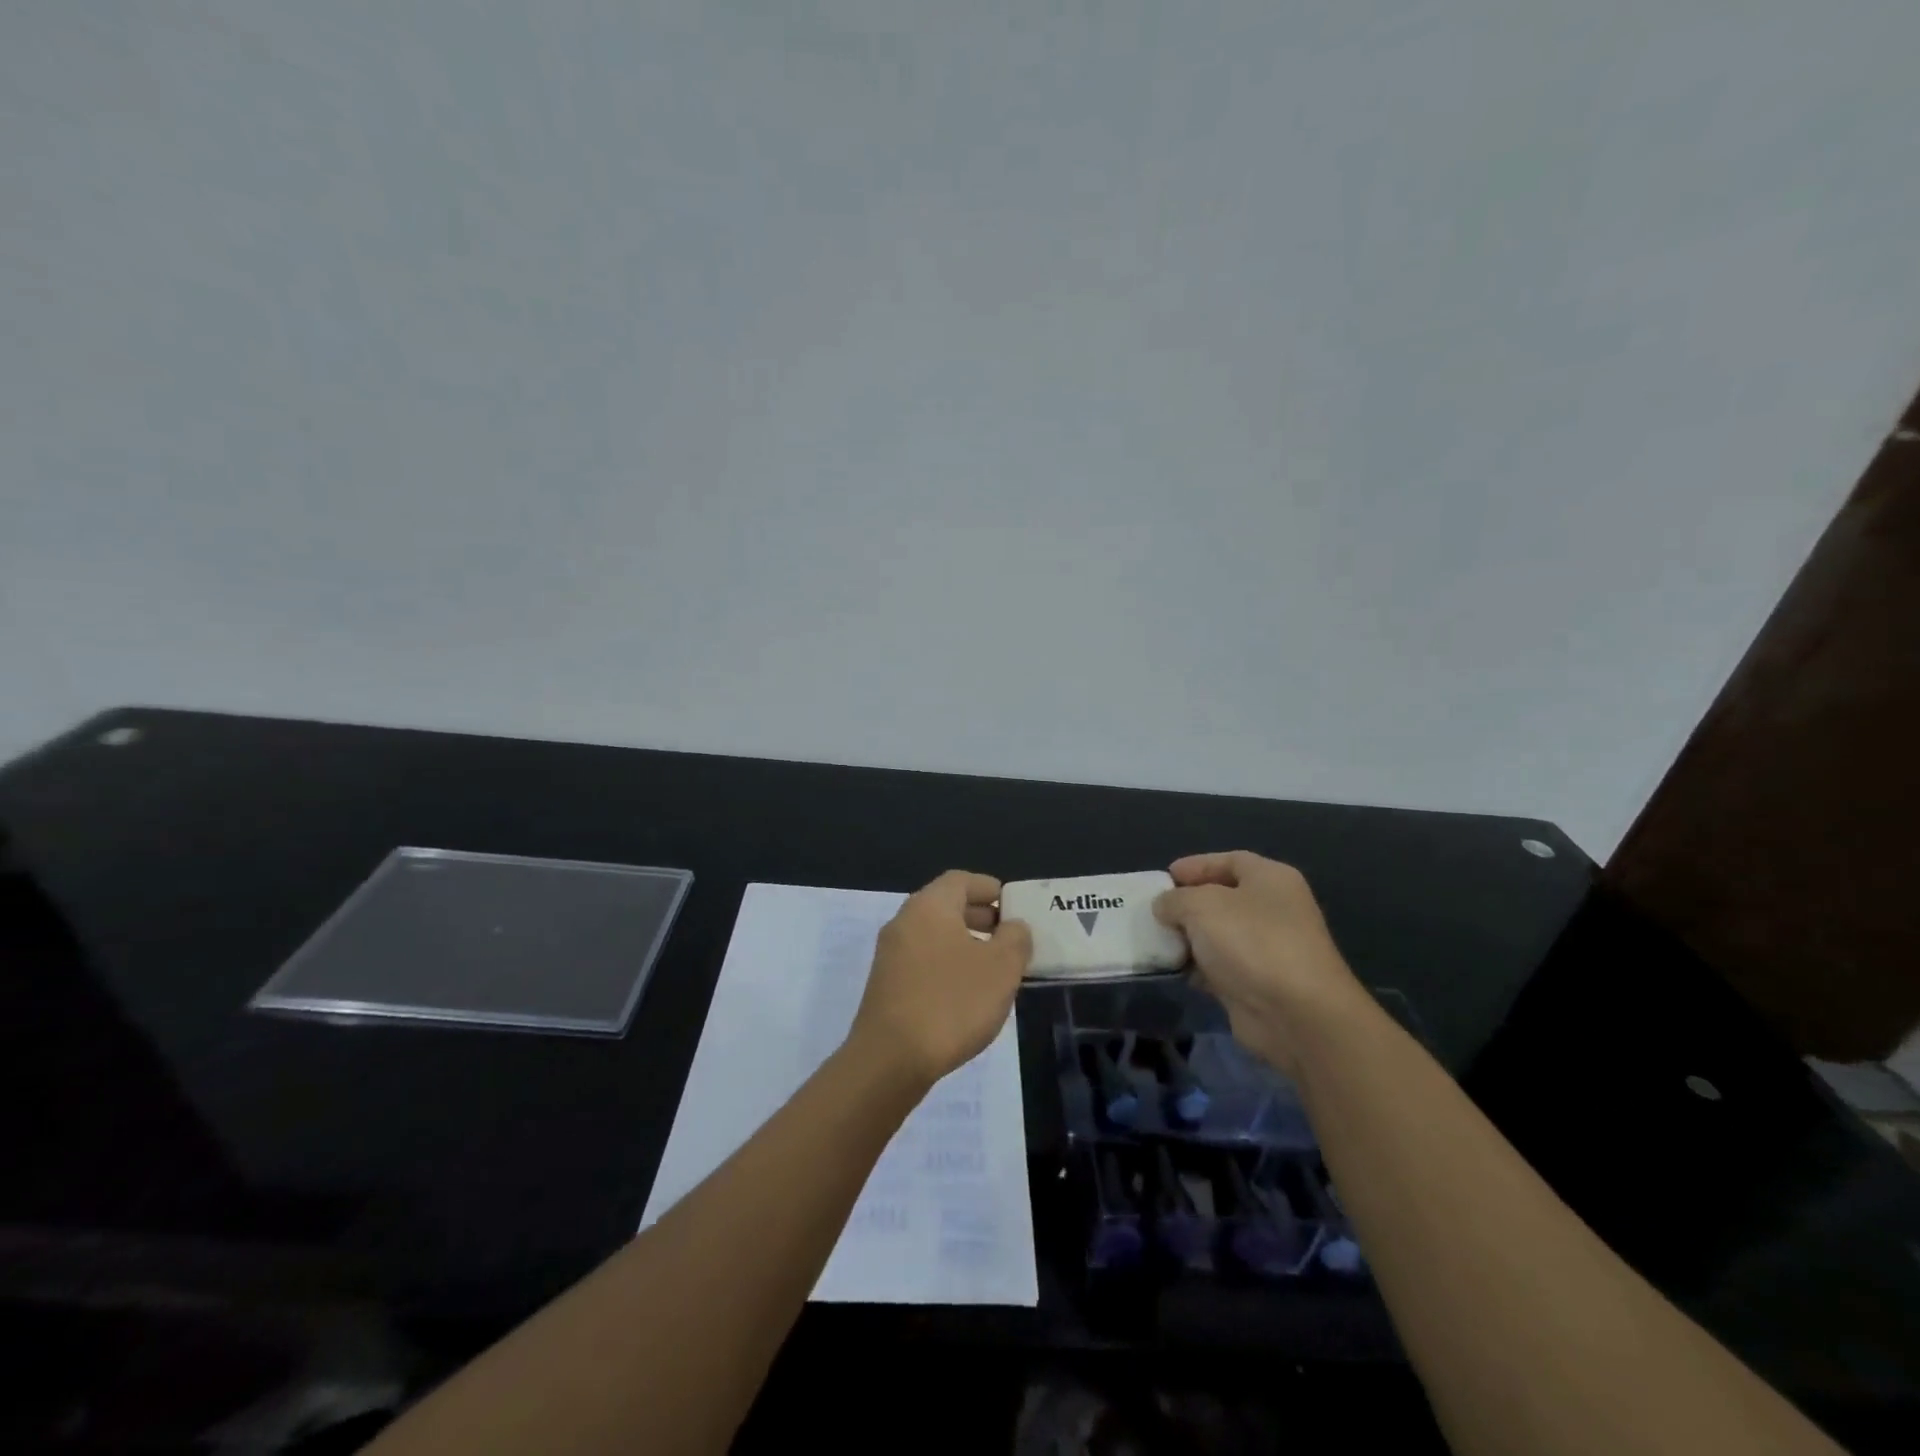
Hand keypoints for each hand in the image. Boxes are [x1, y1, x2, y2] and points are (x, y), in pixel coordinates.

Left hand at [847, 870, 1033, 1088]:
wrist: (890, 1060)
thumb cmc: (951, 1003)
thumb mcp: (1000, 968)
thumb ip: (1015, 939)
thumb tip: (1013, 926)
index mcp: (929, 906)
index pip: (961, 880)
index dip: (989, 888)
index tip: (1014, 905)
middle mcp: (904, 921)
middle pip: (946, 906)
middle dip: (981, 916)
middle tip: (1011, 936)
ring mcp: (890, 954)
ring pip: (935, 935)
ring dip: (966, 943)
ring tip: (995, 969)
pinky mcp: (886, 985)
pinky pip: (923, 960)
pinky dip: (948, 964)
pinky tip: (968, 994)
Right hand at [1153, 851, 1372, 1076]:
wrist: (1296, 1015)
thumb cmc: (1251, 942)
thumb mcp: (1201, 906)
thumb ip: (1175, 899)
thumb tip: (1165, 907)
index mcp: (1270, 879)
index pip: (1229, 860)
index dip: (1195, 865)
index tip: (1163, 878)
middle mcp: (1275, 909)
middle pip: (1223, 898)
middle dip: (1188, 904)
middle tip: (1155, 911)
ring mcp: (1270, 949)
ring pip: (1220, 935)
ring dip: (1190, 938)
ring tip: (1157, 941)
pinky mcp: (1260, 984)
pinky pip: (1222, 967)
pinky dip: (1199, 968)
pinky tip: (1176, 971)